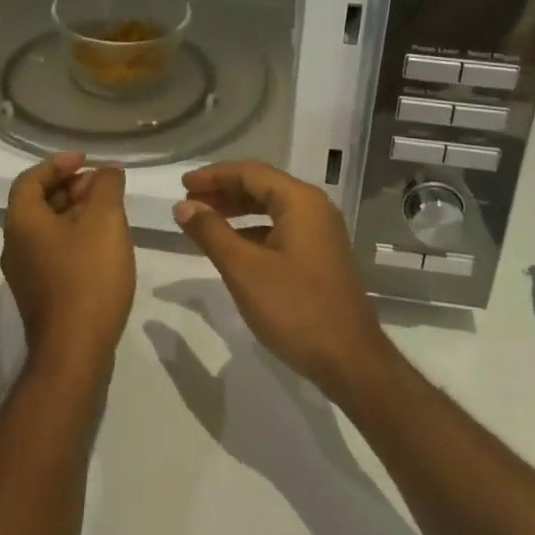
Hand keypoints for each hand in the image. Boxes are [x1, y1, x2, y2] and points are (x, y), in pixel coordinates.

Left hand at [1, 153, 135, 380]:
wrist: (74, 352)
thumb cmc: (87, 276)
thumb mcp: (104, 220)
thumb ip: (106, 187)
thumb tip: (107, 172)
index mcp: (22, 222)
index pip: (31, 179)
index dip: (58, 164)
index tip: (87, 161)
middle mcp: (16, 245)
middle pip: (39, 202)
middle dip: (71, 187)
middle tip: (103, 185)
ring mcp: (26, 273)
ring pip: (49, 228)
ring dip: (76, 212)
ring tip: (110, 211)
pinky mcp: (40, 294)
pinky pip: (54, 251)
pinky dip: (75, 237)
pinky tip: (103, 245)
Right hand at [173, 161, 392, 402]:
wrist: (351, 362)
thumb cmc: (295, 309)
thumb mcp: (244, 270)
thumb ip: (211, 232)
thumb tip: (183, 206)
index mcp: (300, 201)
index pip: (250, 172)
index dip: (214, 176)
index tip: (183, 185)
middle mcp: (314, 208)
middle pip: (262, 186)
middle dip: (224, 191)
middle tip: (189, 202)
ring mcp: (321, 232)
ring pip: (271, 208)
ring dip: (237, 211)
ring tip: (204, 220)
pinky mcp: (321, 255)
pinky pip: (281, 228)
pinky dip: (253, 230)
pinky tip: (232, 246)